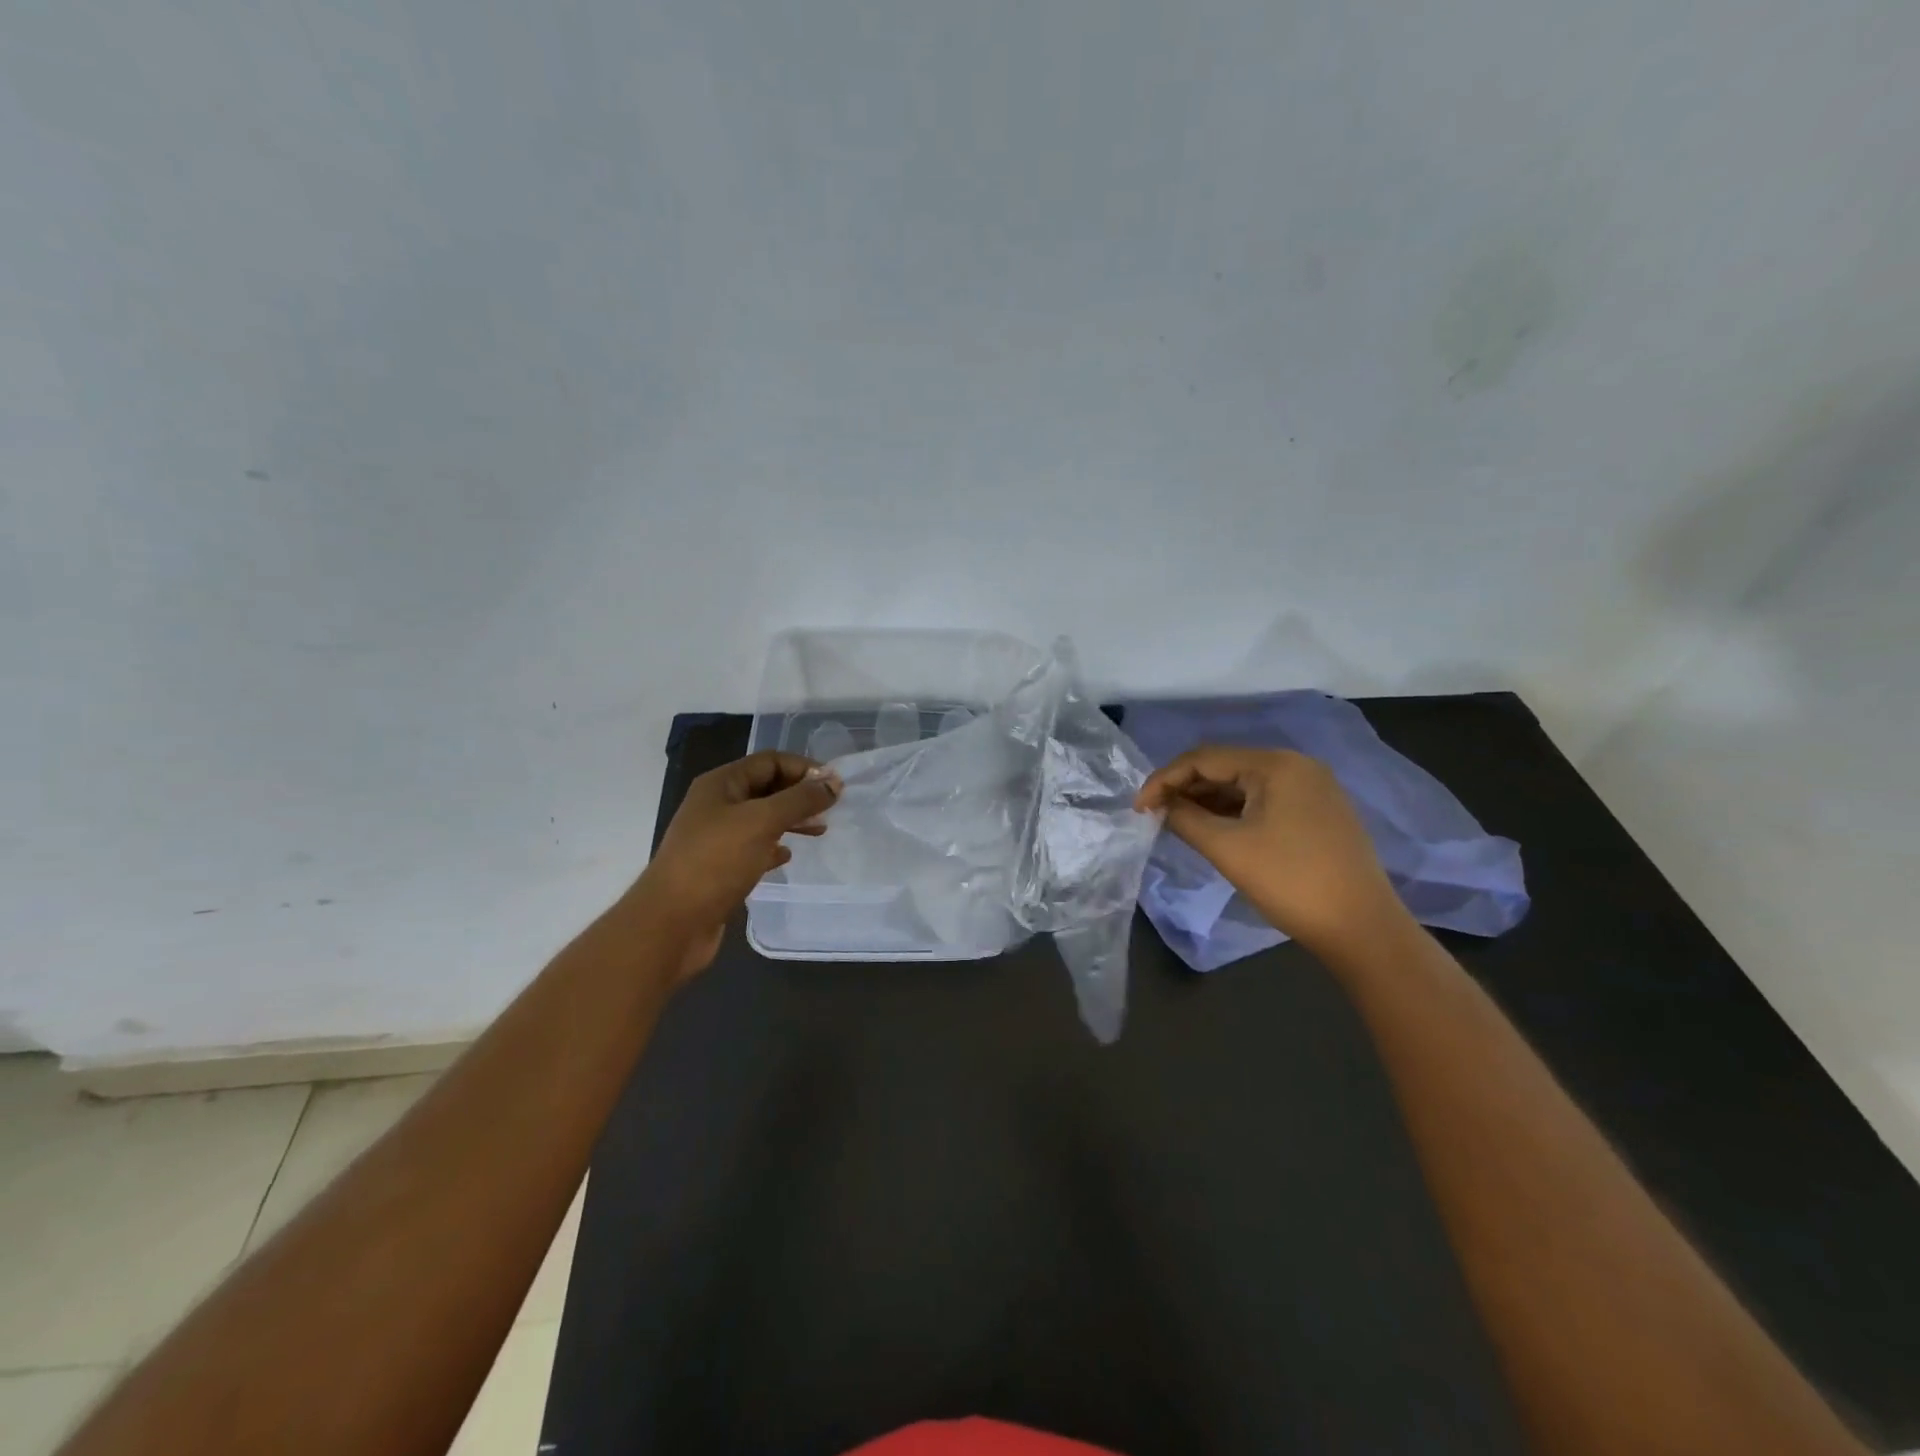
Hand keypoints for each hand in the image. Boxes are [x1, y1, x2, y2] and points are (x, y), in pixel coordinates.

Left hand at [633, 751, 841, 981]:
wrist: (672, 923)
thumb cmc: (715, 862)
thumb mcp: (762, 821)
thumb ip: (800, 799)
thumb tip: (833, 783)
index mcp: (721, 784)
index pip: (769, 761)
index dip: (804, 768)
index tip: (835, 786)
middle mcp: (716, 805)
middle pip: (766, 788)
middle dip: (800, 794)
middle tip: (831, 809)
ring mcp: (716, 838)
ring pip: (762, 819)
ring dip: (791, 820)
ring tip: (819, 830)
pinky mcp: (719, 868)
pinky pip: (753, 848)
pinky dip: (774, 847)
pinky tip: (787, 856)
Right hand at [1134, 746, 1407, 954]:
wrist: (1362, 929)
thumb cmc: (1290, 882)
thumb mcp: (1227, 848)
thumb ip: (1185, 819)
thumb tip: (1160, 806)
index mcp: (1276, 764)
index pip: (1204, 758)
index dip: (1164, 780)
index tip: (1138, 808)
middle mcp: (1296, 766)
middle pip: (1225, 767)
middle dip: (1185, 789)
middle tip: (1155, 816)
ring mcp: (1312, 789)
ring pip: (1244, 785)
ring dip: (1207, 801)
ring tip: (1177, 824)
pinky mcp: (1318, 813)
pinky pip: (1264, 801)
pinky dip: (1233, 812)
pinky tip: (1214, 830)